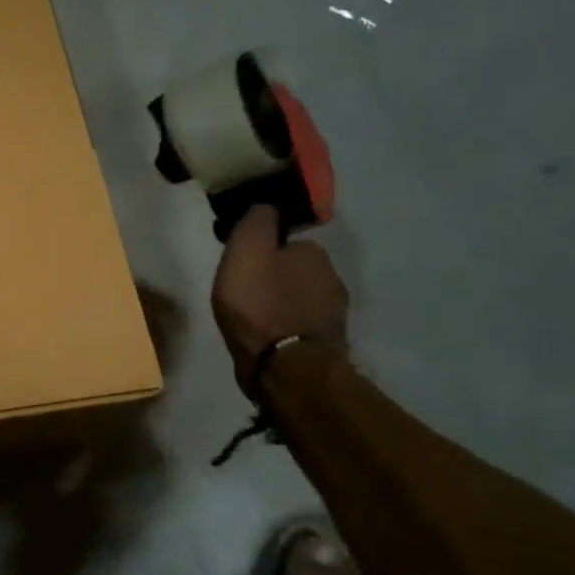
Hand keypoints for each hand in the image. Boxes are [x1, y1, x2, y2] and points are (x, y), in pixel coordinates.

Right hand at [212, 205, 348, 393]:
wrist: (286, 368)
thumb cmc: (260, 305)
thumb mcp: (246, 252)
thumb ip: (255, 223)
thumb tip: (265, 207)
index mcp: (314, 254)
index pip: (286, 243)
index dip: (262, 252)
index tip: (242, 265)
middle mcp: (332, 280)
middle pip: (295, 271)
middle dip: (274, 278)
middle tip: (244, 293)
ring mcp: (332, 316)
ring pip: (299, 300)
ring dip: (281, 305)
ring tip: (253, 319)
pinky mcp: (325, 345)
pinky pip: (300, 327)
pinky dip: (285, 329)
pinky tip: (267, 339)